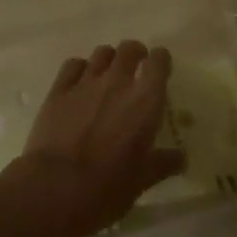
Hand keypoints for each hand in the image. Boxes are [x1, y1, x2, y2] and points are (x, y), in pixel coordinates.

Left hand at [7, 41, 184, 236]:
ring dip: (109, 60)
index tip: (161, 69)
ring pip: (102, 53)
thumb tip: (181, 158)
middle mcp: (118, 81)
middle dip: (135, 54)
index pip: (159, 61)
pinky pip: (73, 64)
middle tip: (136, 69)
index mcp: (145, 100)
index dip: (161, 61)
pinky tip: (80, 83)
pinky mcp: (59, 89)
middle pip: (129, 48)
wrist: (55, 187)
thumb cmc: (107, 187)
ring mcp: (86, 82)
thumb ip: (163, 163)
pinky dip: (80, 69)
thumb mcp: (142, 180)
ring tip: (108, 76)